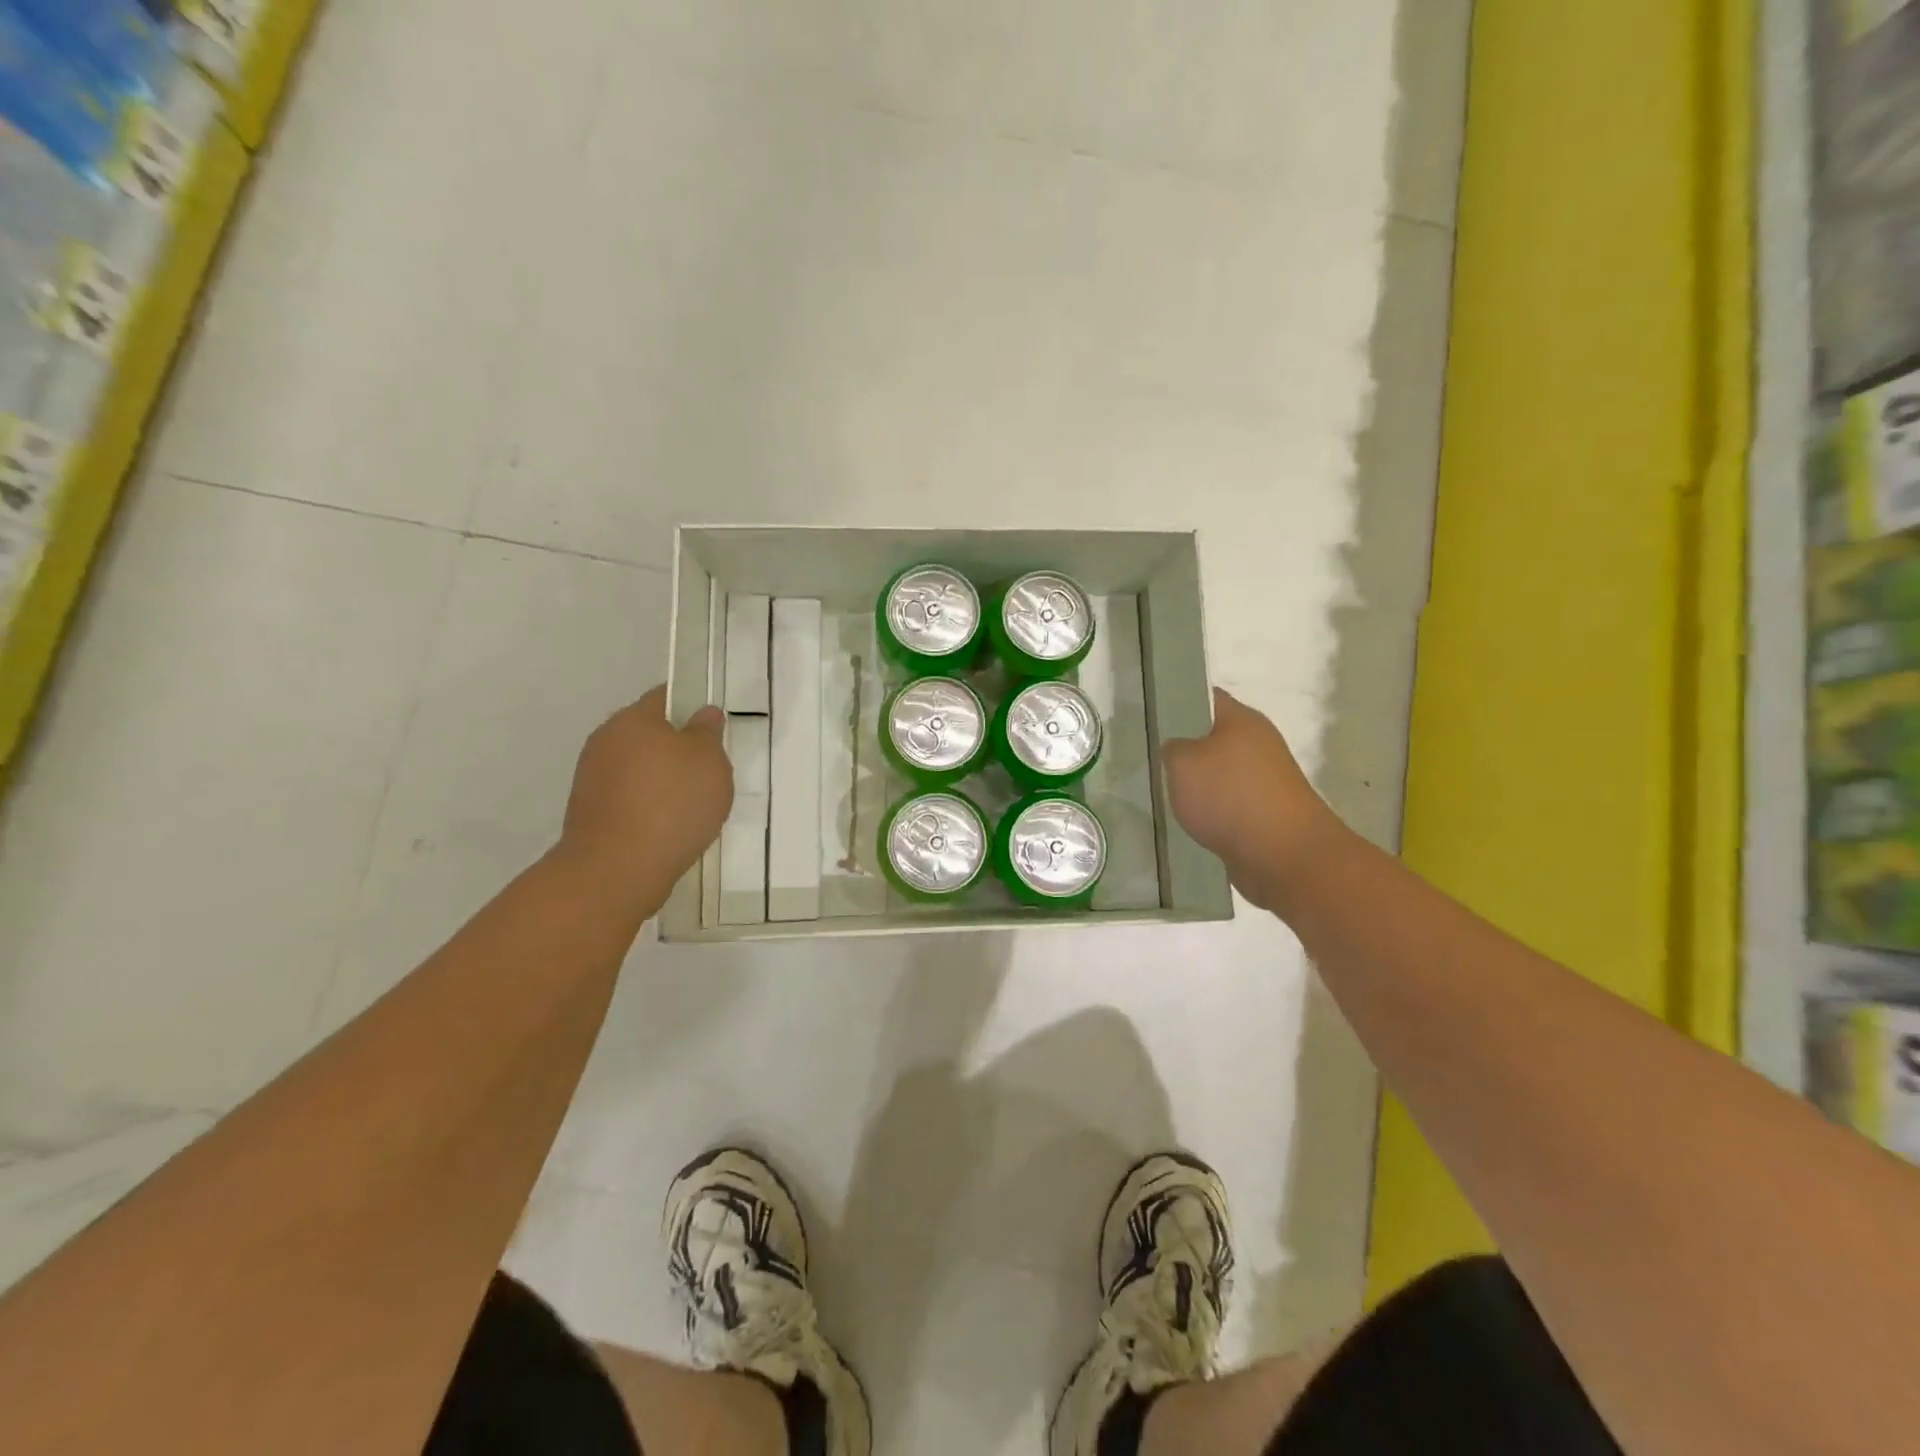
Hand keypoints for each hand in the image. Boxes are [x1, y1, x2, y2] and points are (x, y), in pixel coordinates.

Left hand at [554, 686, 732, 916]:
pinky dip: (649, 806)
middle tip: (711, 771)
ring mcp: (592, 778)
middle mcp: (606, 741)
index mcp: (633, 719)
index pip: (665, 697)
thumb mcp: (710, 761)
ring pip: (638, 768)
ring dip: (663, 780)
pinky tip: (669, 827)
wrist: (616, 870)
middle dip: (678, 748)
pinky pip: (629, 798)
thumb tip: (702, 714)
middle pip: (650, 734)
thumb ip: (708, 732)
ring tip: (692, 806)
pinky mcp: (590, 812)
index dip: (692, 706)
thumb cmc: (671, 804)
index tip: (713, 728)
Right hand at [1163, 688, 1341, 911]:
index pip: (1205, 697)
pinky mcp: (1266, 812)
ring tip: (1163, 793)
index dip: (1176, 701)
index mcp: (1242, 720)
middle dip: (1183, 748)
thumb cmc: (1230, 796)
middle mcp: (1258, 743)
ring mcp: (1265, 779)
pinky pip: (1228, 803)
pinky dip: (1210, 810)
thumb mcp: (1182, 763)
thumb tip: (1176, 749)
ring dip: (1196, 783)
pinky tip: (1188, 821)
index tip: (1148, 715)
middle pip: (1212, 737)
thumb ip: (1172, 748)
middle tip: (1148, 757)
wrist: (1284, 856)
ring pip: (1219, 773)